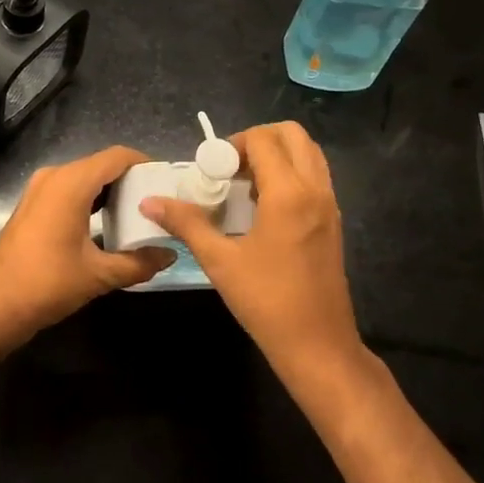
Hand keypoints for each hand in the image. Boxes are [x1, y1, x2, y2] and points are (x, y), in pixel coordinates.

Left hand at [0, 146, 172, 355]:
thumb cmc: (47, 285)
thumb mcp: (98, 275)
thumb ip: (138, 262)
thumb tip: (170, 254)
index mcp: (71, 183)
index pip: (117, 156)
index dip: (144, 163)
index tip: (165, 181)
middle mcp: (54, 176)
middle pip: (101, 164)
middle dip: (130, 179)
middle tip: (156, 200)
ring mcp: (39, 189)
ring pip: (84, 177)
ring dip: (110, 190)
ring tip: (137, 212)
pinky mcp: (32, 205)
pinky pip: (69, 189)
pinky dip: (91, 199)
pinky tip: (107, 223)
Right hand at [140, 122, 367, 388]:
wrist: (319, 348)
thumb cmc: (267, 303)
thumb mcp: (220, 262)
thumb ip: (187, 223)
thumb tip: (149, 202)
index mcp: (289, 193)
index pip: (263, 139)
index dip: (234, 144)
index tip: (213, 170)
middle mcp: (315, 189)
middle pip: (292, 134)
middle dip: (258, 140)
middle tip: (231, 168)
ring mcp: (330, 204)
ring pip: (308, 152)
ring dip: (278, 154)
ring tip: (247, 185)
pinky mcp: (334, 220)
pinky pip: (315, 175)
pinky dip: (292, 172)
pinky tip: (265, 207)